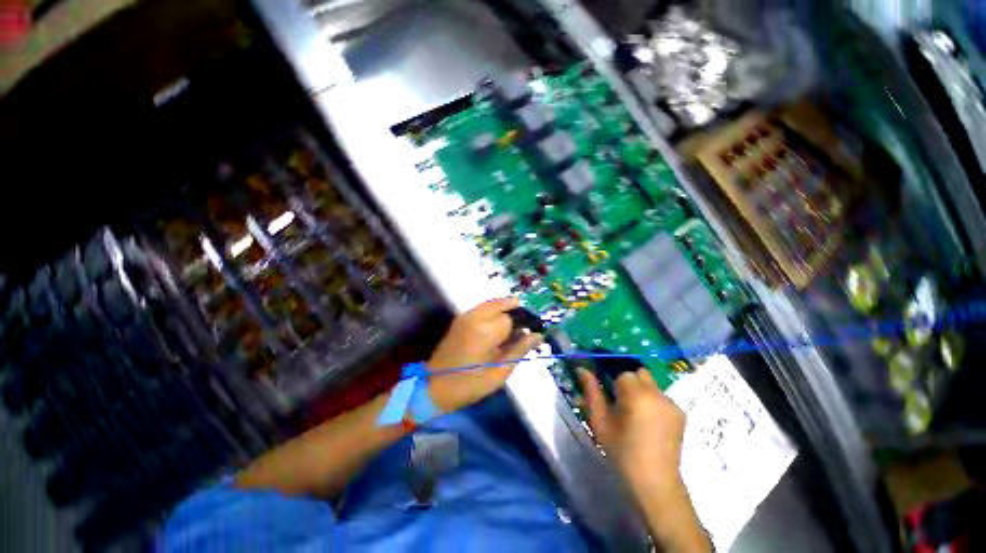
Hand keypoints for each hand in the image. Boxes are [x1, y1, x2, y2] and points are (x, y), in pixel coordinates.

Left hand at [427, 298, 542, 412]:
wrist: (434, 386)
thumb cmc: (470, 383)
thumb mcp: (499, 372)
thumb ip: (519, 349)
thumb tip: (537, 335)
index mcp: (484, 329)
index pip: (510, 317)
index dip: (521, 325)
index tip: (527, 335)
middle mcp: (474, 316)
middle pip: (500, 303)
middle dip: (513, 311)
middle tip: (522, 328)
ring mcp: (464, 316)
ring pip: (490, 304)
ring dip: (503, 310)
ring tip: (511, 328)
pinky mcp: (459, 320)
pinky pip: (481, 309)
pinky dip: (492, 312)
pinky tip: (496, 327)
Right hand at [579, 368, 685, 496]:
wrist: (655, 483)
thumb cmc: (622, 453)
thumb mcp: (600, 422)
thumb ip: (592, 392)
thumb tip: (582, 370)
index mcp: (637, 395)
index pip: (622, 373)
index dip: (613, 382)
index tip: (609, 396)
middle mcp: (657, 394)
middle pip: (639, 373)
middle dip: (628, 381)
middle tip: (620, 402)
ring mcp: (672, 404)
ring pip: (651, 383)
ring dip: (640, 390)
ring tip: (635, 414)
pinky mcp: (681, 413)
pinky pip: (661, 396)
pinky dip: (652, 401)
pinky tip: (648, 422)